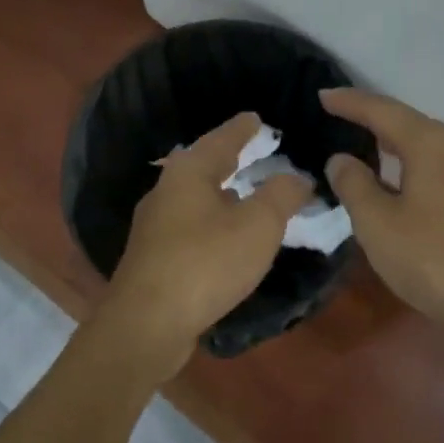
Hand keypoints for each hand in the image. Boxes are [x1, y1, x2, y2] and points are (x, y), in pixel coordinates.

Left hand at [93, 112, 312, 380]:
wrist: (146, 324)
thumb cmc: (206, 263)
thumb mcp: (258, 226)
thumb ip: (281, 195)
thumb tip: (297, 177)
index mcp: (189, 172)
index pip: (222, 139)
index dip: (243, 128)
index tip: (256, 118)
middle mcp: (166, 191)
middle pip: (203, 166)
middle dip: (228, 159)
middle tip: (253, 151)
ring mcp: (155, 226)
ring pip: (194, 198)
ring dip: (220, 193)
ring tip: (244, 193)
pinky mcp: (153, 257)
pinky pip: (189, 227)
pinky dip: (211, 222)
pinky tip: (223, 237)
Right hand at [319, 89, 443, 322]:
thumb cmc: (436, 259)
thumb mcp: (378, 224)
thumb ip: (354, 185)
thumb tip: (341, 159)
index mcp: (432, 144)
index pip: (383, 110)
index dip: (350, 102)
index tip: (323, 95)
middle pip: (411, 126)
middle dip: (377, 122)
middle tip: (344, 121)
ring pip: (432, 152)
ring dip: (400, 150)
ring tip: (372, 156)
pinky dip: (420, 173)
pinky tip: (409, 194)